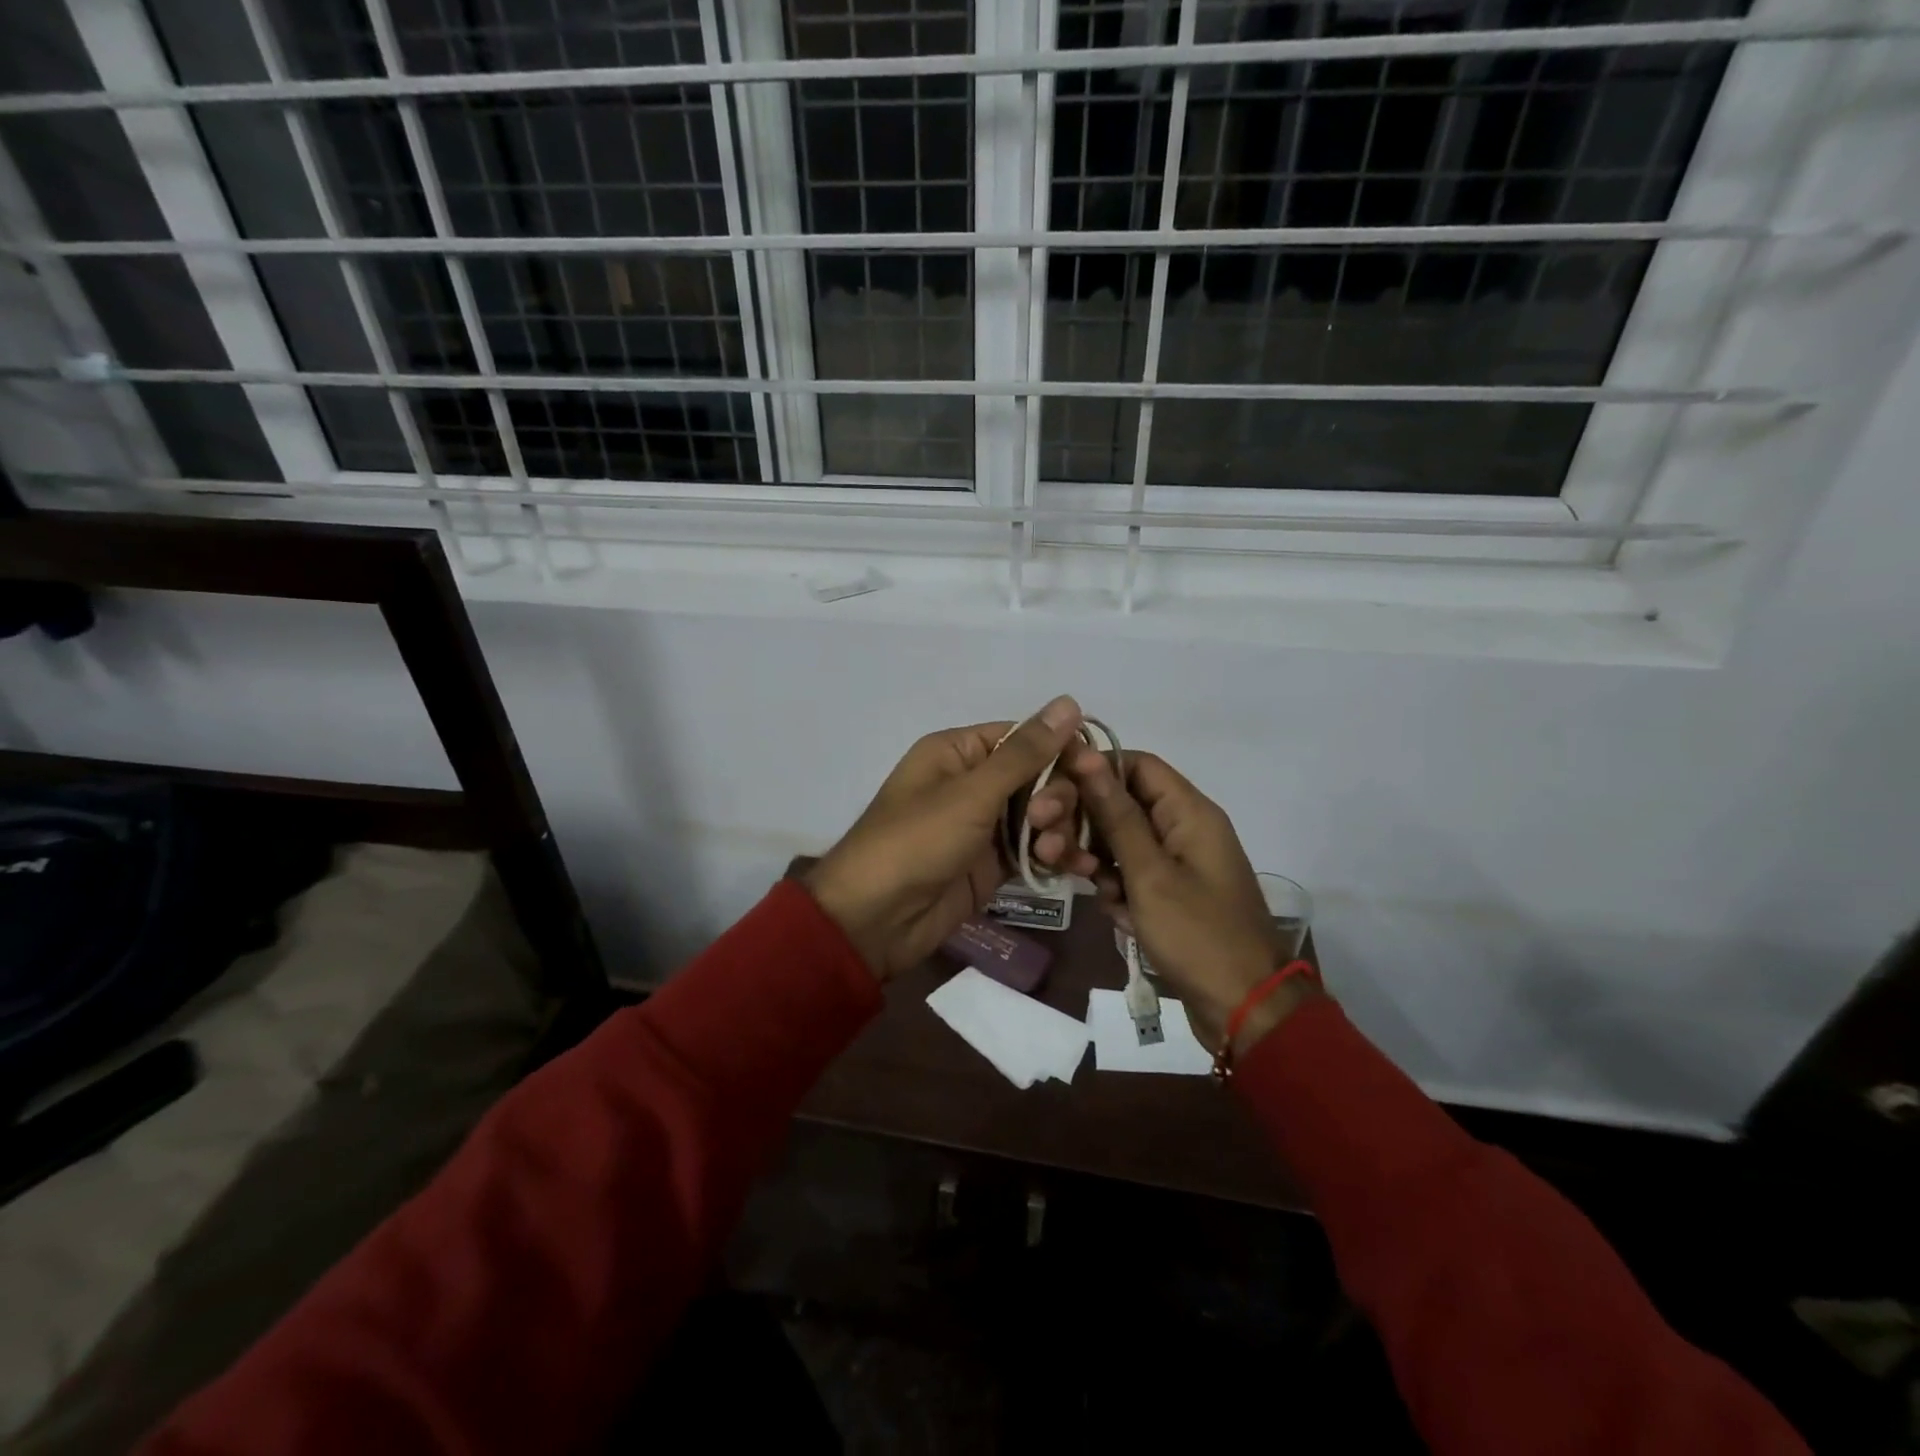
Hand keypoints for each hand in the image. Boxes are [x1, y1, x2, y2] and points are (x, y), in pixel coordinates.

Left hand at [805, 697, 1100, 979]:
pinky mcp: (994, 863)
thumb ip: (1026, 753)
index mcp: (960, 751)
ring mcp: (985, 825)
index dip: (1062, 750)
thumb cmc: (917, 841)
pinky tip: (1078, 870)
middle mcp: (975, 782)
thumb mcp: (972, 793)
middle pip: (1040, 776)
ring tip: (1053, 854)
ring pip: (1043, 815)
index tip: (1094, 770)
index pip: (1026, 737)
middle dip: (1057, 798)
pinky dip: (1056, 856)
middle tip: (1048, 822)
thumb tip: (1069, 701)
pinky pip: (1036, 849)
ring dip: (1060, 830)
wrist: (876, 919)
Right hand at [1065, 746, 1321, 1054]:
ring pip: (1121, 843)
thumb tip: (1087, 754)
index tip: (1053, 790)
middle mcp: (1184, 828)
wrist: (1244, 1009)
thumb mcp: (1149, 872)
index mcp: (1189, 811)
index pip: (1135, 764)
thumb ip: (1115, 814)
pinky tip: (1120, 919)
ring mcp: (1177, 863)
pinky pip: (1132, 877)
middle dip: (1086, 825)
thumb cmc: (1197, 933)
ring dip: (1098, 863)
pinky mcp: (1170, 895)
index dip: (1093, 770)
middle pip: (1122, 804)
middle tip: (1052, 848)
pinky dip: (1119, 893)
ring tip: (1089, 887)